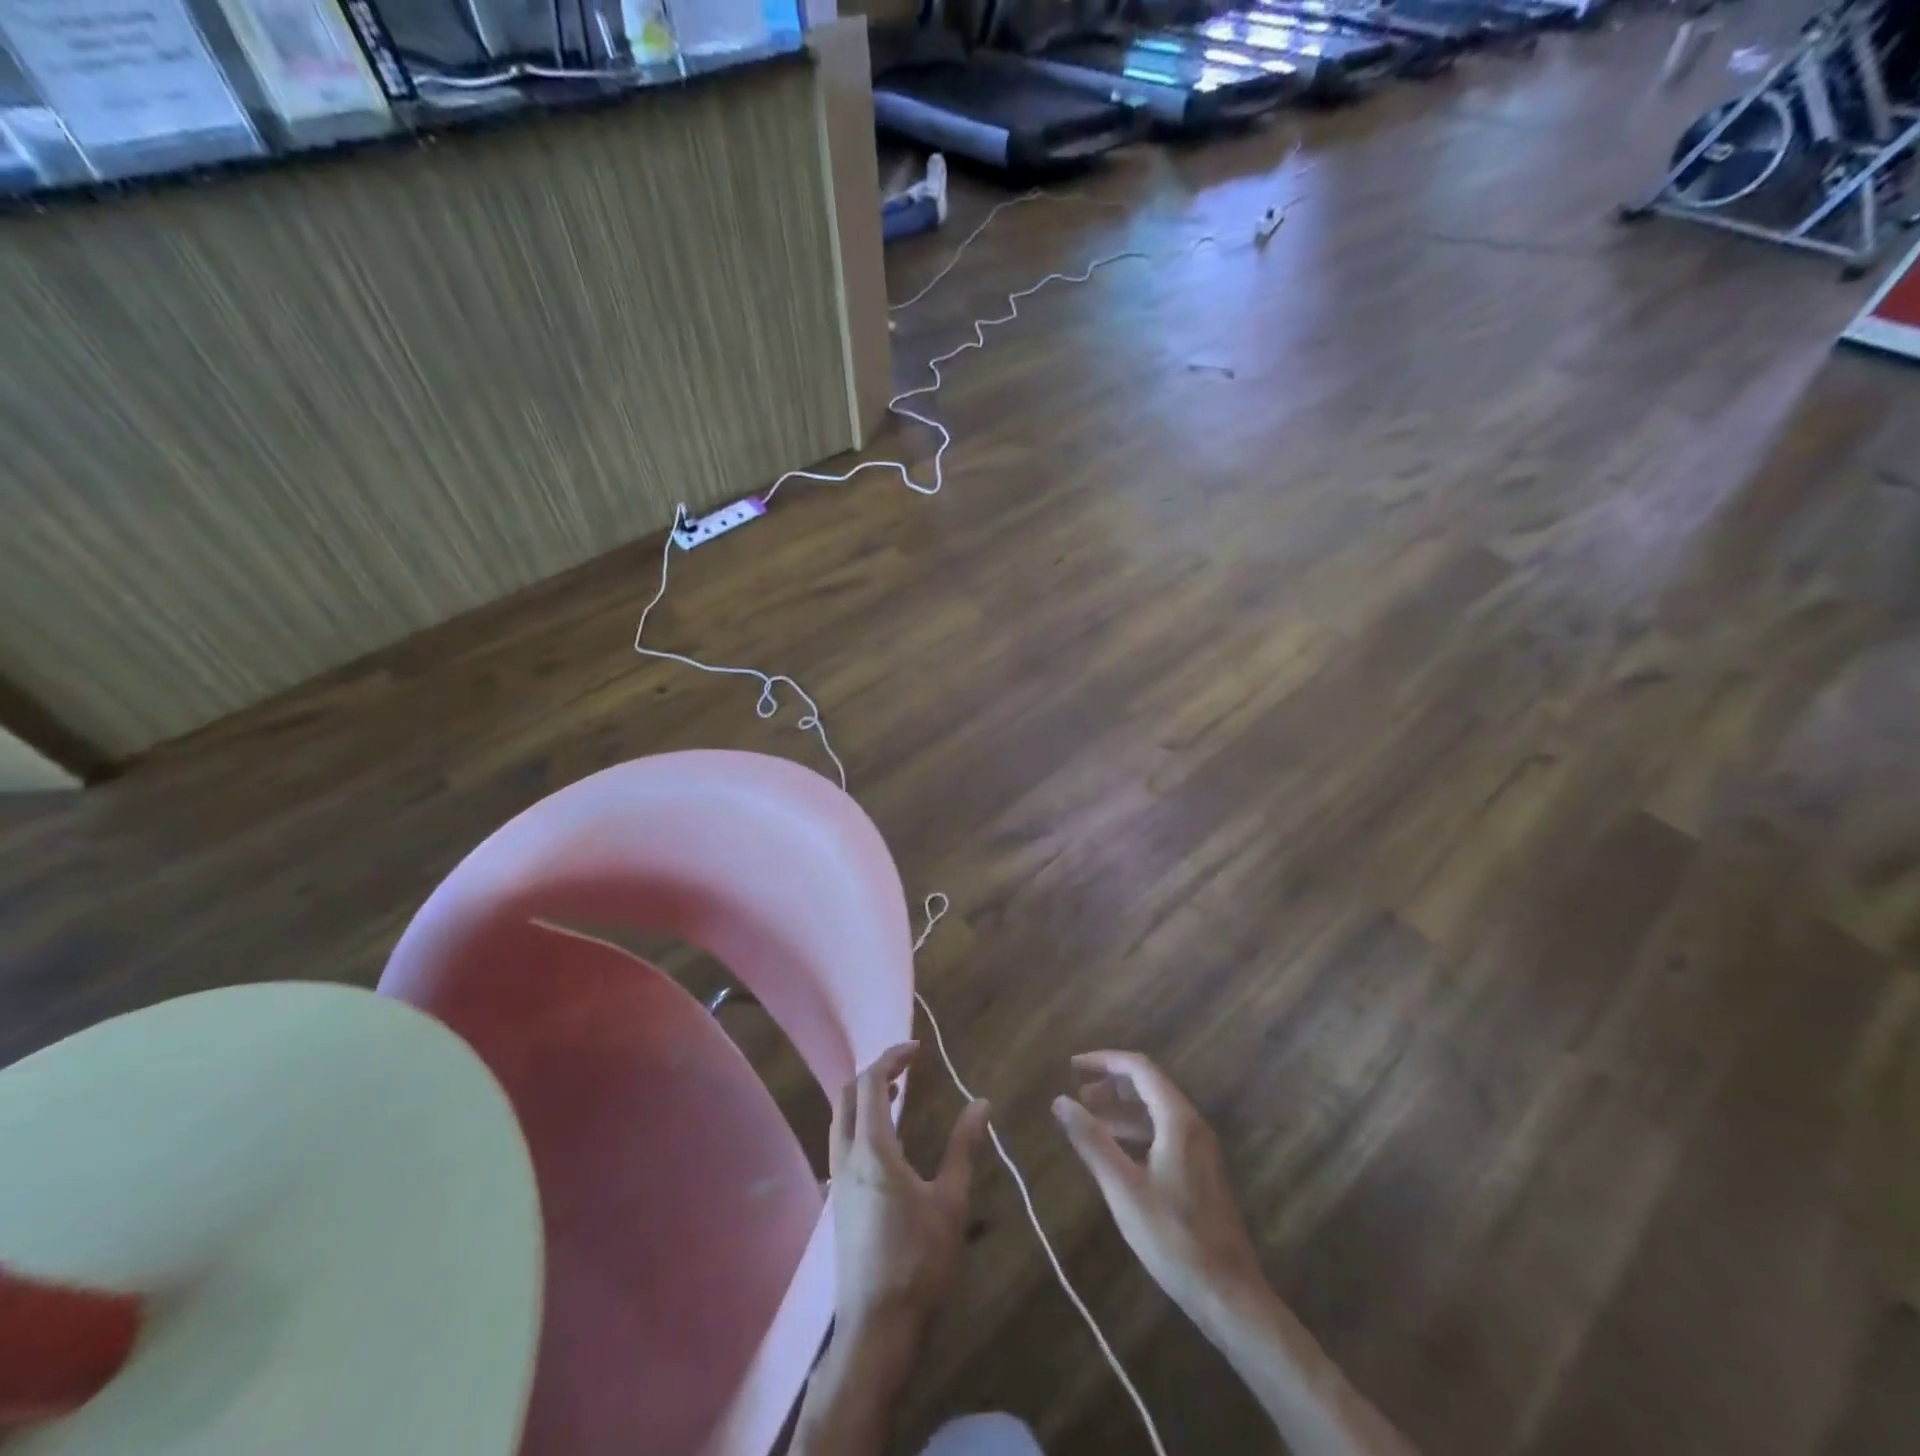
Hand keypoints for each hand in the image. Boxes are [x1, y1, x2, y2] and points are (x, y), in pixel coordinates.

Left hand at [829, 1042, 990, 1343]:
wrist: (875, 1331)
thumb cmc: (917, 1263)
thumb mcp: (950, 1202)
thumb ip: (963, 1147)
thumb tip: (981, 1102)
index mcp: (871, 1150)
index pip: (872, 1082)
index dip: (892, 1058)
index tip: (917, 1049)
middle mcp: (846, 1157)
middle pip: (848, 1094)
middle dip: (876, 1072)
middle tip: (908, 1068)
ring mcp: (837, 1181)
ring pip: (841, 1118)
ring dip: (866, 1096)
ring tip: (900, 1095)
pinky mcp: (838, 1202)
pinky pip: (842, 1141)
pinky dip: (861, 1121)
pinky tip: (888, 1141)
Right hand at [1052, 1050, 1264, 1318]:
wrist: (1229, 1295)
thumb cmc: (1173, 1237)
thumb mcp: (1123, 1188)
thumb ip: (1091, 1140)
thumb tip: (1060, 1100)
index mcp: (1177, 1119)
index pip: (1139, 1068)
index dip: (1104, 1061)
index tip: (1072, 1066)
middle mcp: (1192, 1124)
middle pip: (1148, 1085)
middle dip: (1111, 1083)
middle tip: (1077, 1093)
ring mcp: (1199, 1148)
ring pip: (1155, 1110)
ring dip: (1121, 1108)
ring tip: (1088, 1119)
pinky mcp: (1200, 1171)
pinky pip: (1163, 1132)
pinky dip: (1135, 1130)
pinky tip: (1115, 1151)